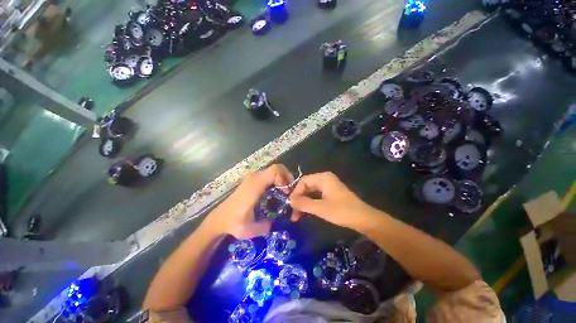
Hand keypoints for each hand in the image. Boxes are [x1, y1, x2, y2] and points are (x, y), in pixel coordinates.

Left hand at [208, 164, 293, 238]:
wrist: (220, 219)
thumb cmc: (234, 222)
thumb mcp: (250, 229)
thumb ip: (266, 226)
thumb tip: (276, 221)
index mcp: (255, 185)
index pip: (275, 171)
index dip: (285, 179)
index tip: (287, 193)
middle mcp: (254, 177)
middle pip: (277, 168)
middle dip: (287, 177)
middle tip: (289, 191)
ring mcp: (253, 177)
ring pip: (273, 170)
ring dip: (282, 178)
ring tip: (285, 192)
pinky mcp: (253, 180)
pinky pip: (269, 174)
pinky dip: (277, 180)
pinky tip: (277, 192)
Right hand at [289, 172, 375, 230]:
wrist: (364, 219)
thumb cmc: (342, 211)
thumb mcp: (320, 208)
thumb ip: (304, 203)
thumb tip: (290, 201)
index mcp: (323, 178)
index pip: (303, 181)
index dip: (295, 193)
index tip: (291, 205)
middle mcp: (325, 179)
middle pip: (306, 186)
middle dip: (299, 199)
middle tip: (293, 213)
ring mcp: (329, 185)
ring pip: (311, 191)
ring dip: (304, 202)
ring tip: (298, 215)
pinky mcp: (331, 192)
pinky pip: (317, 195)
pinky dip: (311, 203)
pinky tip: (307, 212)